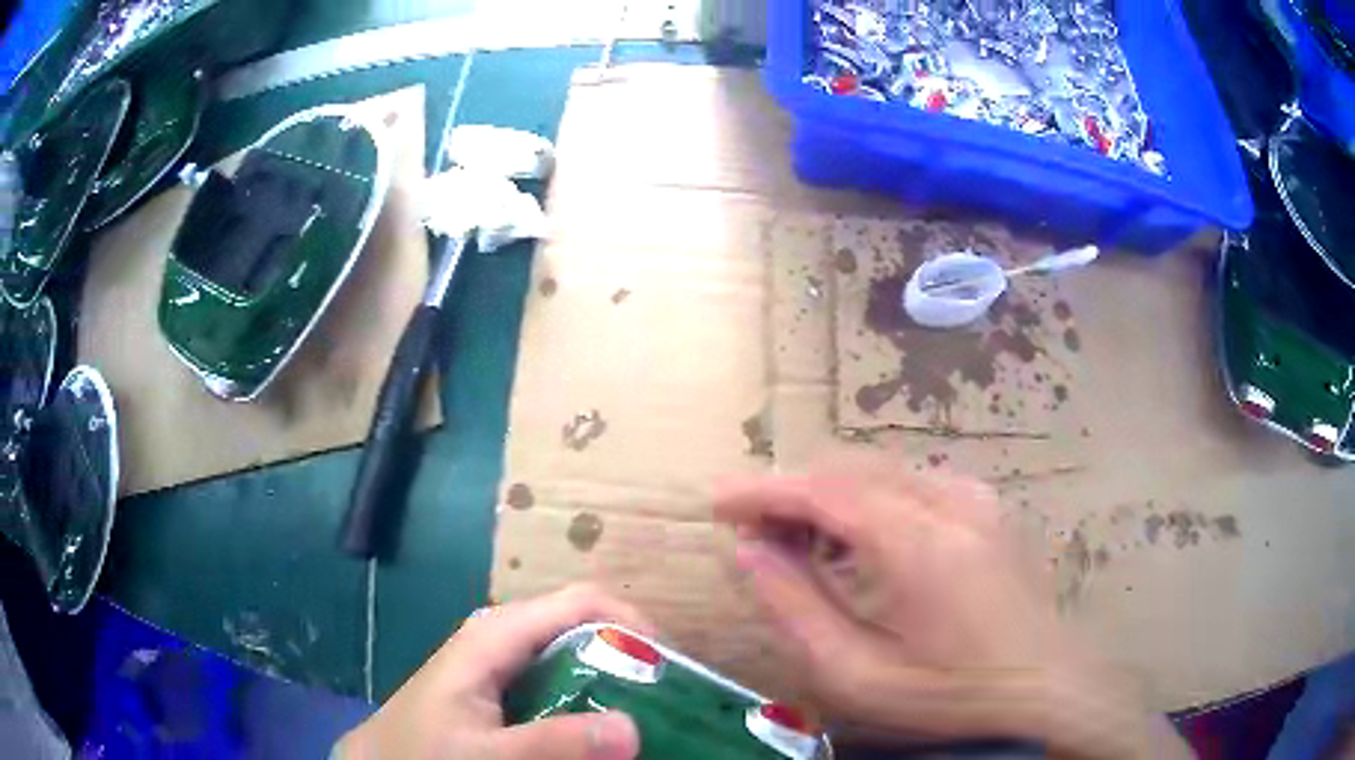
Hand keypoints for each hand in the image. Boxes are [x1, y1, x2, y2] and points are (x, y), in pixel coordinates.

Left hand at [335, 584, 650, 759]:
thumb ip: (552, 742)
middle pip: (586, 628)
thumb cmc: (422, 752)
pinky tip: (598, 732)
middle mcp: (505, 636)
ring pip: (574, 656)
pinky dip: (588, 700)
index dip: (635, 626)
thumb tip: (632, 728)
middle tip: (669, 704)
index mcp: (499, 633)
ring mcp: (502, 661)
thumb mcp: (485, 753)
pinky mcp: (500, 688)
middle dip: (631, 660)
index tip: (672, 674)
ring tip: (646, 719)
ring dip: (614, 684)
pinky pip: (558, 682)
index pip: (585, 602)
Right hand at [715, 459, 1190, 759]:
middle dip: (792, 491)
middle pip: (851, 469)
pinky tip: (855, 542)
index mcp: (921, 543)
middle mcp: (950, 500)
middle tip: (751, 530)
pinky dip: (868, 500)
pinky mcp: (986, 506)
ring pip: (881, 472)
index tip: (718, 504)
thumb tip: (751, 552)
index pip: (825, 489)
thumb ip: (797, 608)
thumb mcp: (860, 675)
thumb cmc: (952, 695)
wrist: (1047, 687)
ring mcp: (975, 497)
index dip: (765, 490)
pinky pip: (911, 484)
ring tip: (795, 540)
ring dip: (829, 495)